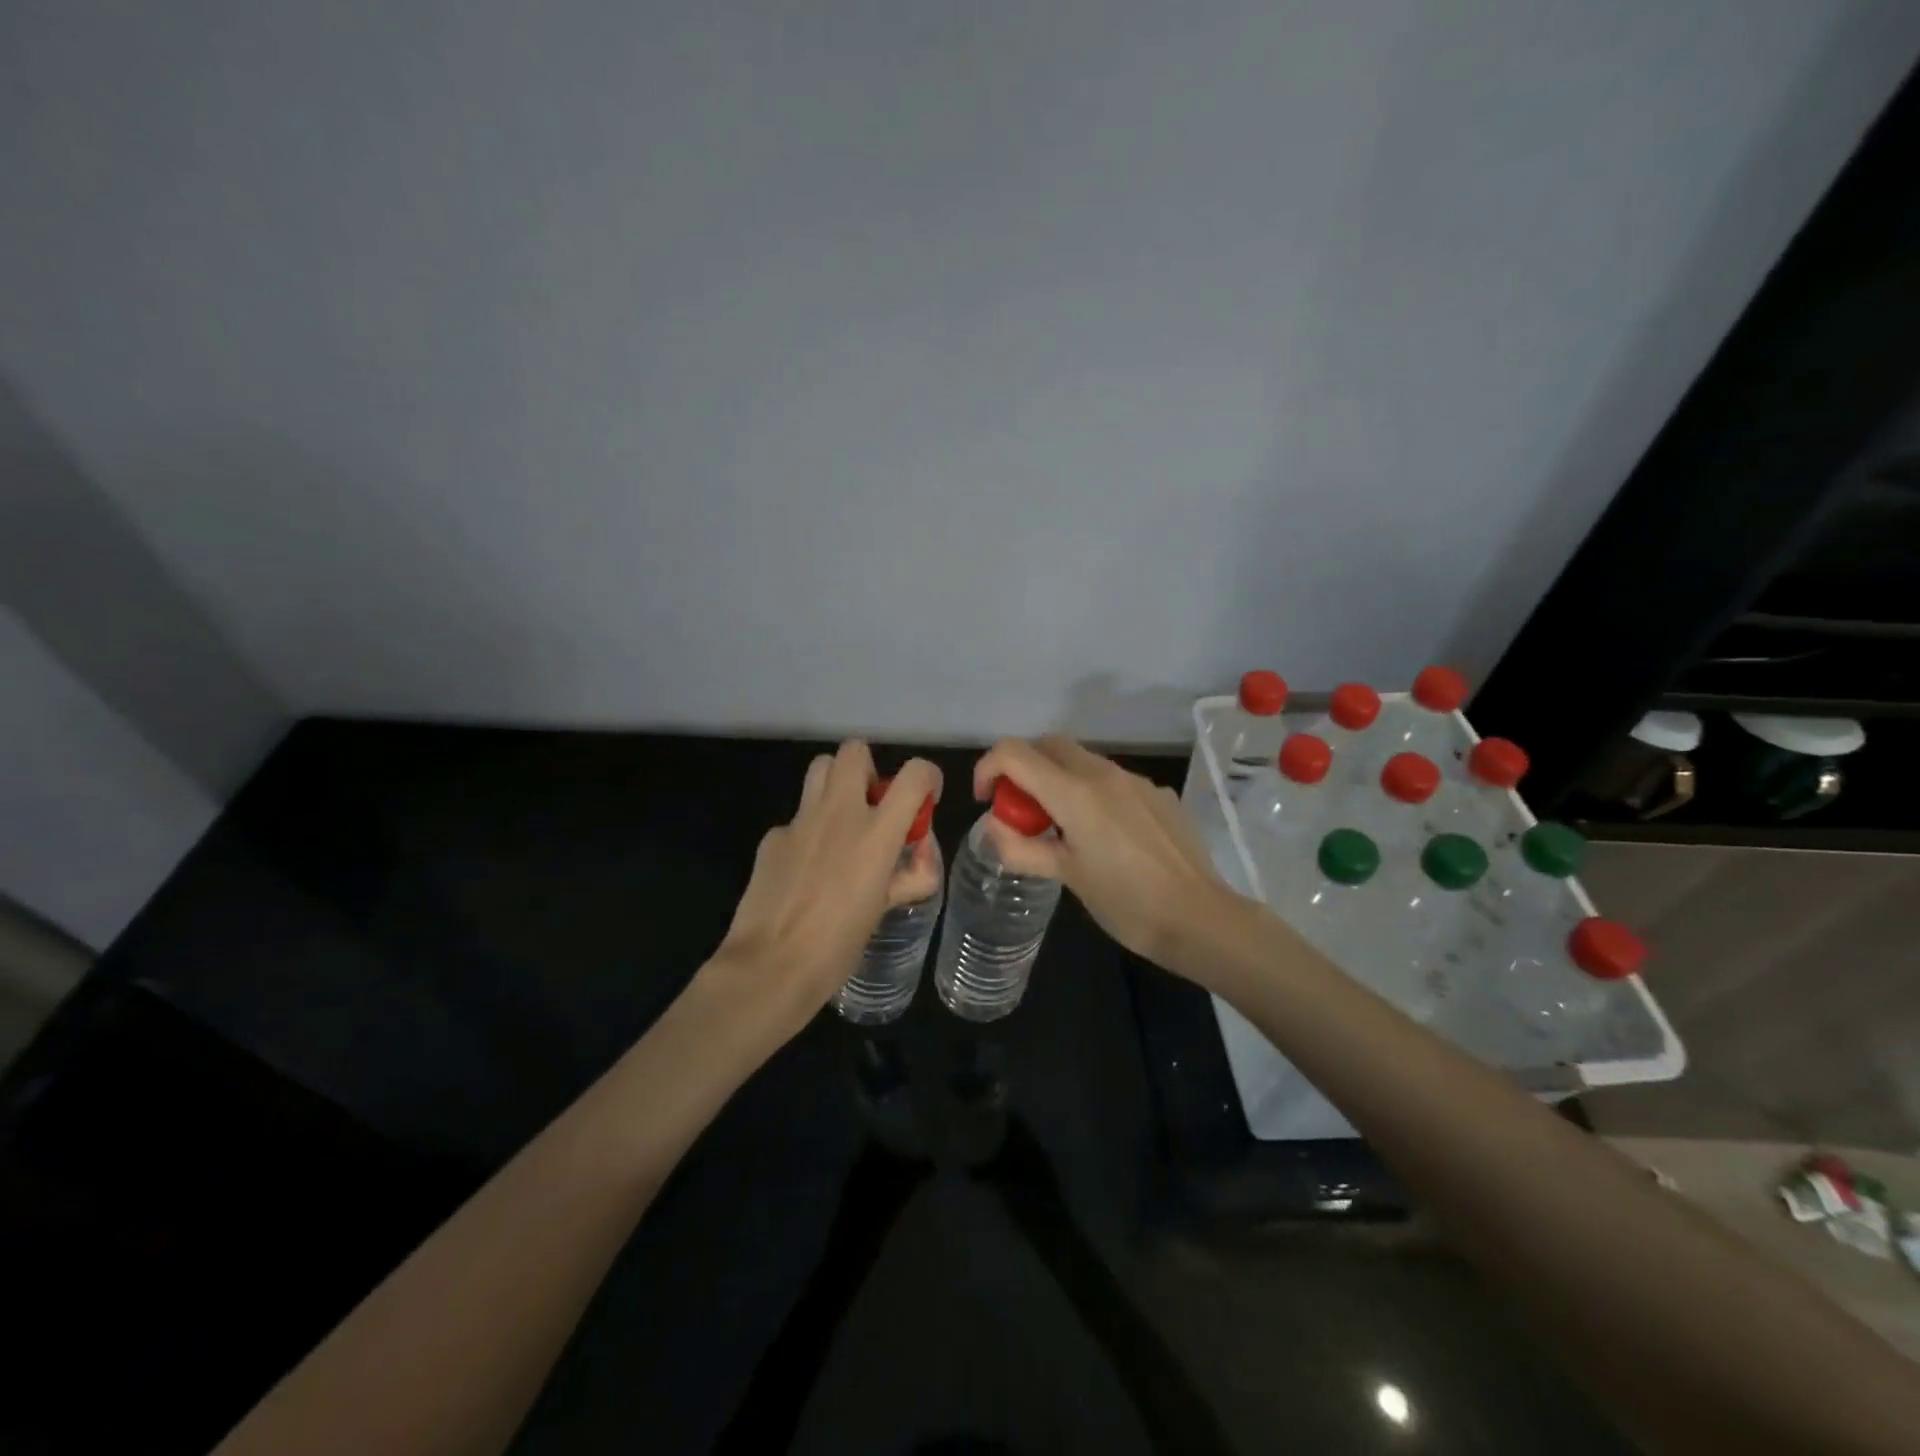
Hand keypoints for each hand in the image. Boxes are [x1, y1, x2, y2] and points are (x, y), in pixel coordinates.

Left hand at [710, 740, 941, 1039]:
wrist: (771, 966)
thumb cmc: (838, 944)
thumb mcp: (885, 910)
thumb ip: (908, 878)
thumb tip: (916, 862)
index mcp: (876, 832)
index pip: (914, 774)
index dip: (926, 776)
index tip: (924, 796)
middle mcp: (839, 813)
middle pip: (853, 751)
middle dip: (868, 768)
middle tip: (872, 805)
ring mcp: (799, 821)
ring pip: (819, 769)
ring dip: (836, 784)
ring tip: (840, 823)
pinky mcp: (772, 837)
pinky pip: (796, 818)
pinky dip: (808, 831)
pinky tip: (805, 869)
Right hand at [971, 736, 1234, 971]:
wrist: (1202, 919)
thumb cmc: (1127, 903)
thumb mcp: (1067, 878)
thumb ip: (1022, 849)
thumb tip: (993, 828)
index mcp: (1075, 793)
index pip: (1015, 752)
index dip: (989, 768)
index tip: (986, 800)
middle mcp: (1104, 774)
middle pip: (1048, 745)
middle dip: (1023, 767)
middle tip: (1019, 810)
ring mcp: (1136, 781)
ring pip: (1081, 760)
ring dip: (1057, 779)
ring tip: (1060, 827)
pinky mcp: (1158, 794)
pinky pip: (1112, 779)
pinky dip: (1090, 792)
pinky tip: (1104, 835)